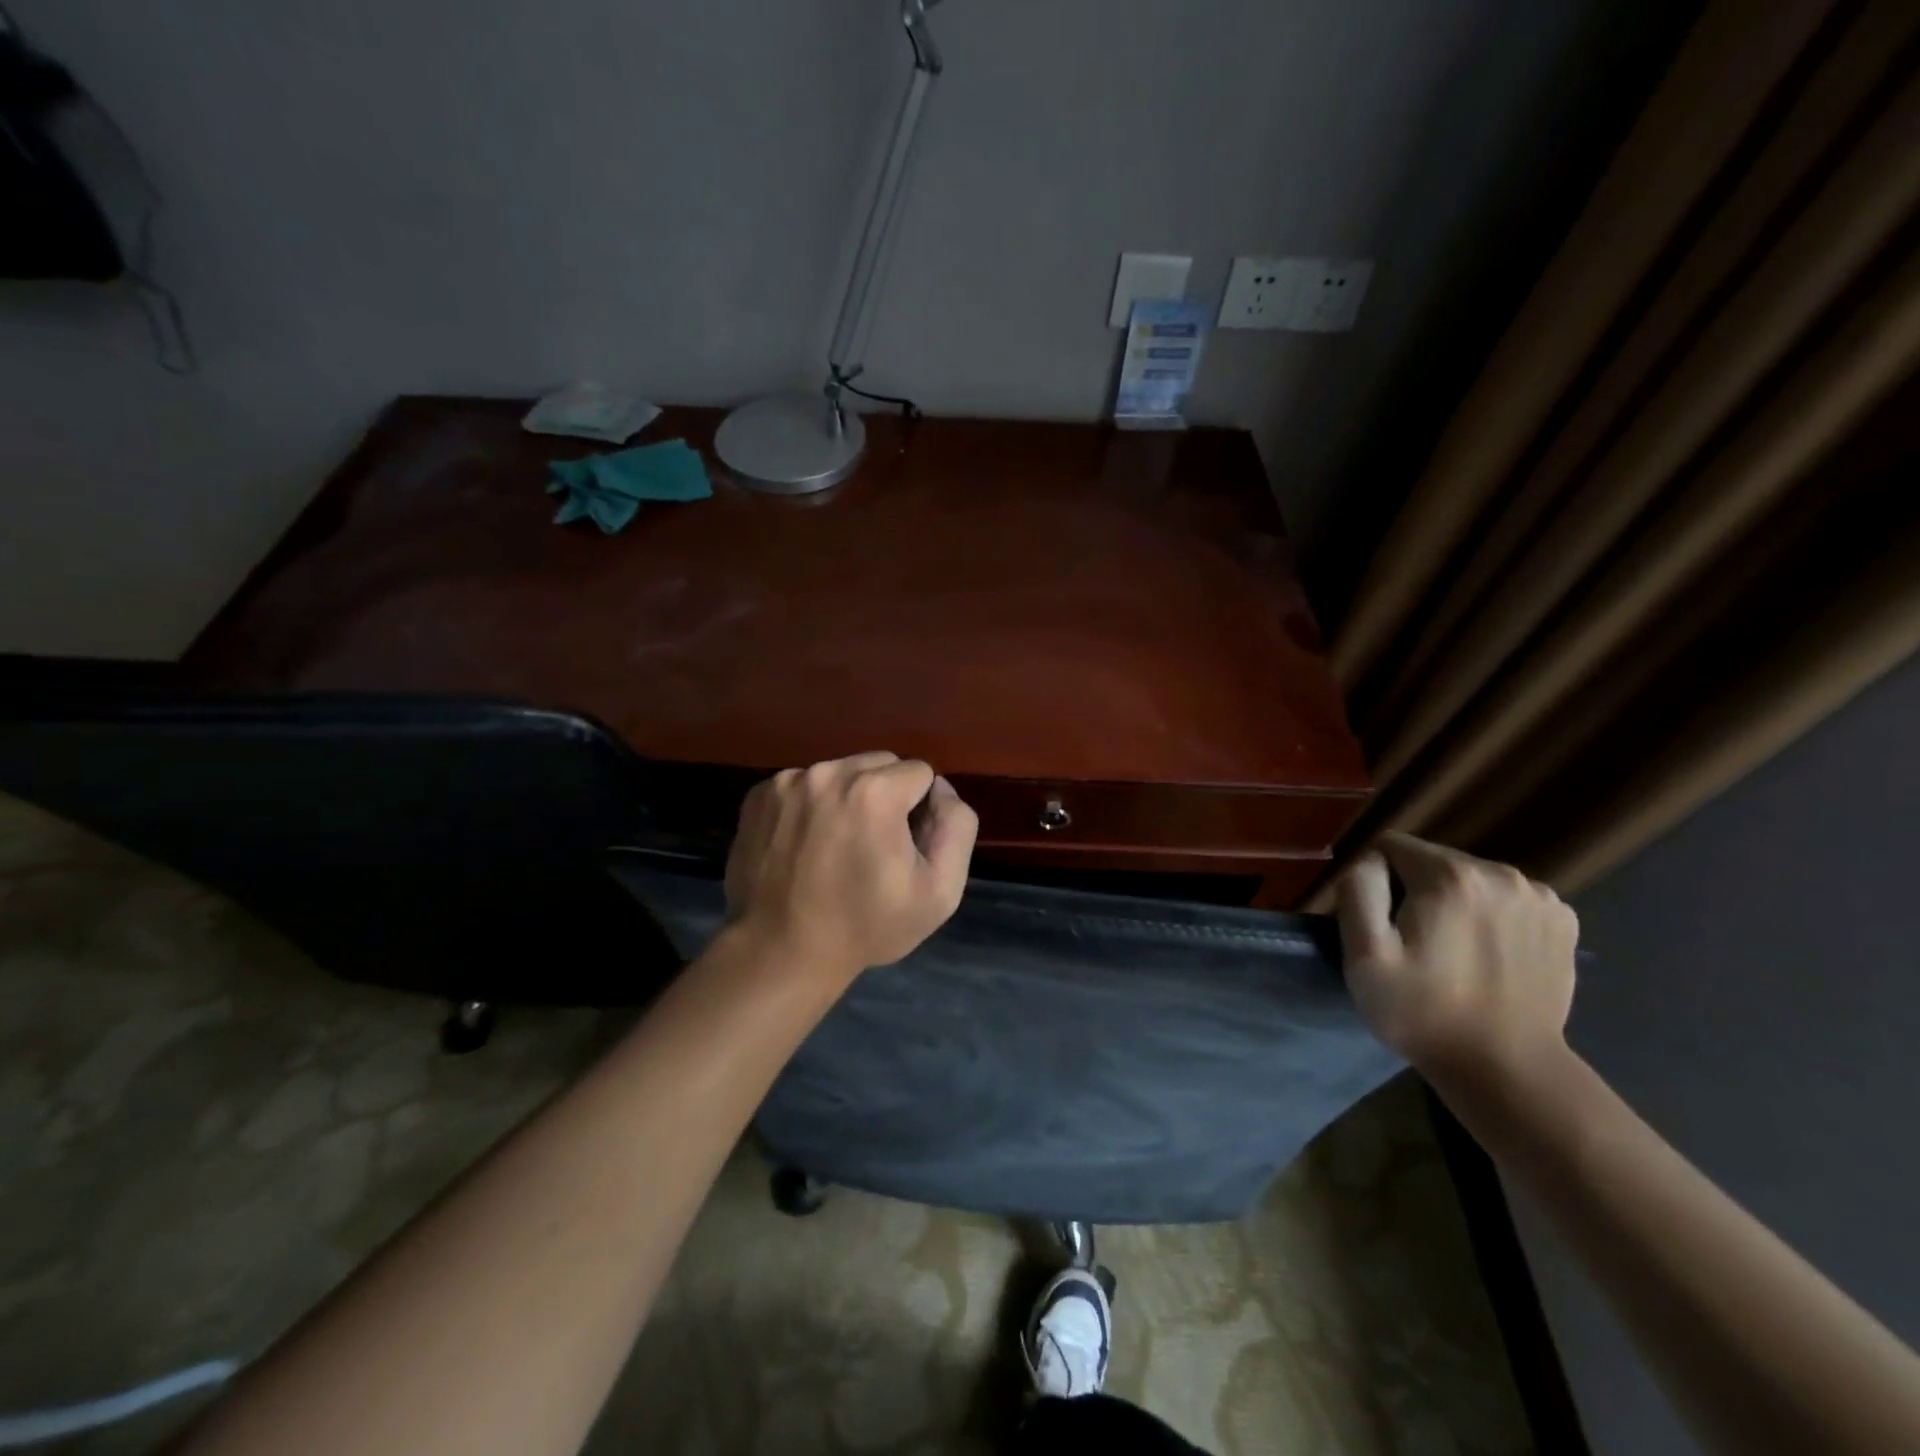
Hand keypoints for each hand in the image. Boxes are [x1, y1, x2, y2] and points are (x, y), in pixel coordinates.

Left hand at [723, 752, 978, 981]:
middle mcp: (828, 773)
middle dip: (886, 796)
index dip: (920, 810)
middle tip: (872, 846)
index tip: (903, 848)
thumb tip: (940, 789)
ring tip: (836, 847)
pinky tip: (806, 845)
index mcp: (874, 791)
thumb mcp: (940, 891)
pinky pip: (803, 784)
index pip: (920, 773)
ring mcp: (787, 782)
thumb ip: (957, 825)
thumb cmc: (866, 926)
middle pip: (879, 764)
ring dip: (847, 797)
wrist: (780, 952)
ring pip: (840, 772)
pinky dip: (811, 805)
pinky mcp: (759, 795)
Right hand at [1335, 832, 1578, 1091]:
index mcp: (1451, 875)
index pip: (1390, 846)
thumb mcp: (1364, 953)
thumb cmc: (1422, 1011)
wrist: (1506, 1069)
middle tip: (1414, 942)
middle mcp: (1502, 873)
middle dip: (1414, 889)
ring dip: (1453, 901)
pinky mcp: (1563, 921)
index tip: (1382, 925)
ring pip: (1469, 878)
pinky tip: (1487, 953)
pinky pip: (1505, 898)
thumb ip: (1358, 888)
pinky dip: (1489, 915)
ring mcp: (1541, 897)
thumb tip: (1370, 861)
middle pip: (1432, 860)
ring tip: (1451, 950)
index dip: (1375, 881)